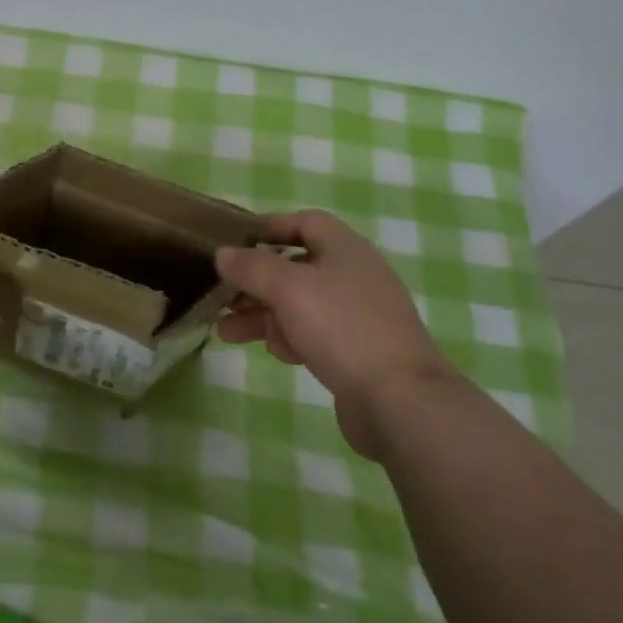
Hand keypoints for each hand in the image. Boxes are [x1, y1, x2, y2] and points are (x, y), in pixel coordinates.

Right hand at [215, 210, 452, 458]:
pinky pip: (314, 333)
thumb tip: (223, 253)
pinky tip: (274, 353)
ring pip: (300, 303)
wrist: (400, 400)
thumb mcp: (288, 289)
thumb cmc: (342, 328)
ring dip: (263, 314)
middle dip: (256, 280)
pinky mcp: (357, 350)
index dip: (269, 227)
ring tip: (226, 331)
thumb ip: (251, 267)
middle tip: (222, 295)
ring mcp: (358, 314)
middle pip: (295, 266)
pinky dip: (290, 337)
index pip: (303, 222)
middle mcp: (353, 274)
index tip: (234, 243)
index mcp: (344, 247)